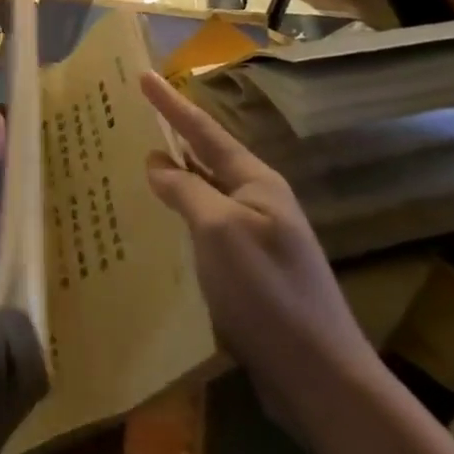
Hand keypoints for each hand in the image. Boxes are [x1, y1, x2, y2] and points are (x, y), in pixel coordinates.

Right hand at [141, 72, 374, 422]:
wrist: (320, 378)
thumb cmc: (267, 292)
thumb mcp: (219, 230)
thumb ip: (186, 190)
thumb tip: (157, 163)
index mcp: (256, 182)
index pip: (204, 130)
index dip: (170, 103)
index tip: (142, 75)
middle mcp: (258, 203)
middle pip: (206, 158)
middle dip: (172, 139)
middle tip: (133, 121)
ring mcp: (256, 240)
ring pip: (205, 196)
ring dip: (173, 180)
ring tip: (135, 167)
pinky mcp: (249, 274)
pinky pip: (206, 231)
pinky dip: (180, 219)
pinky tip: (158, 228)